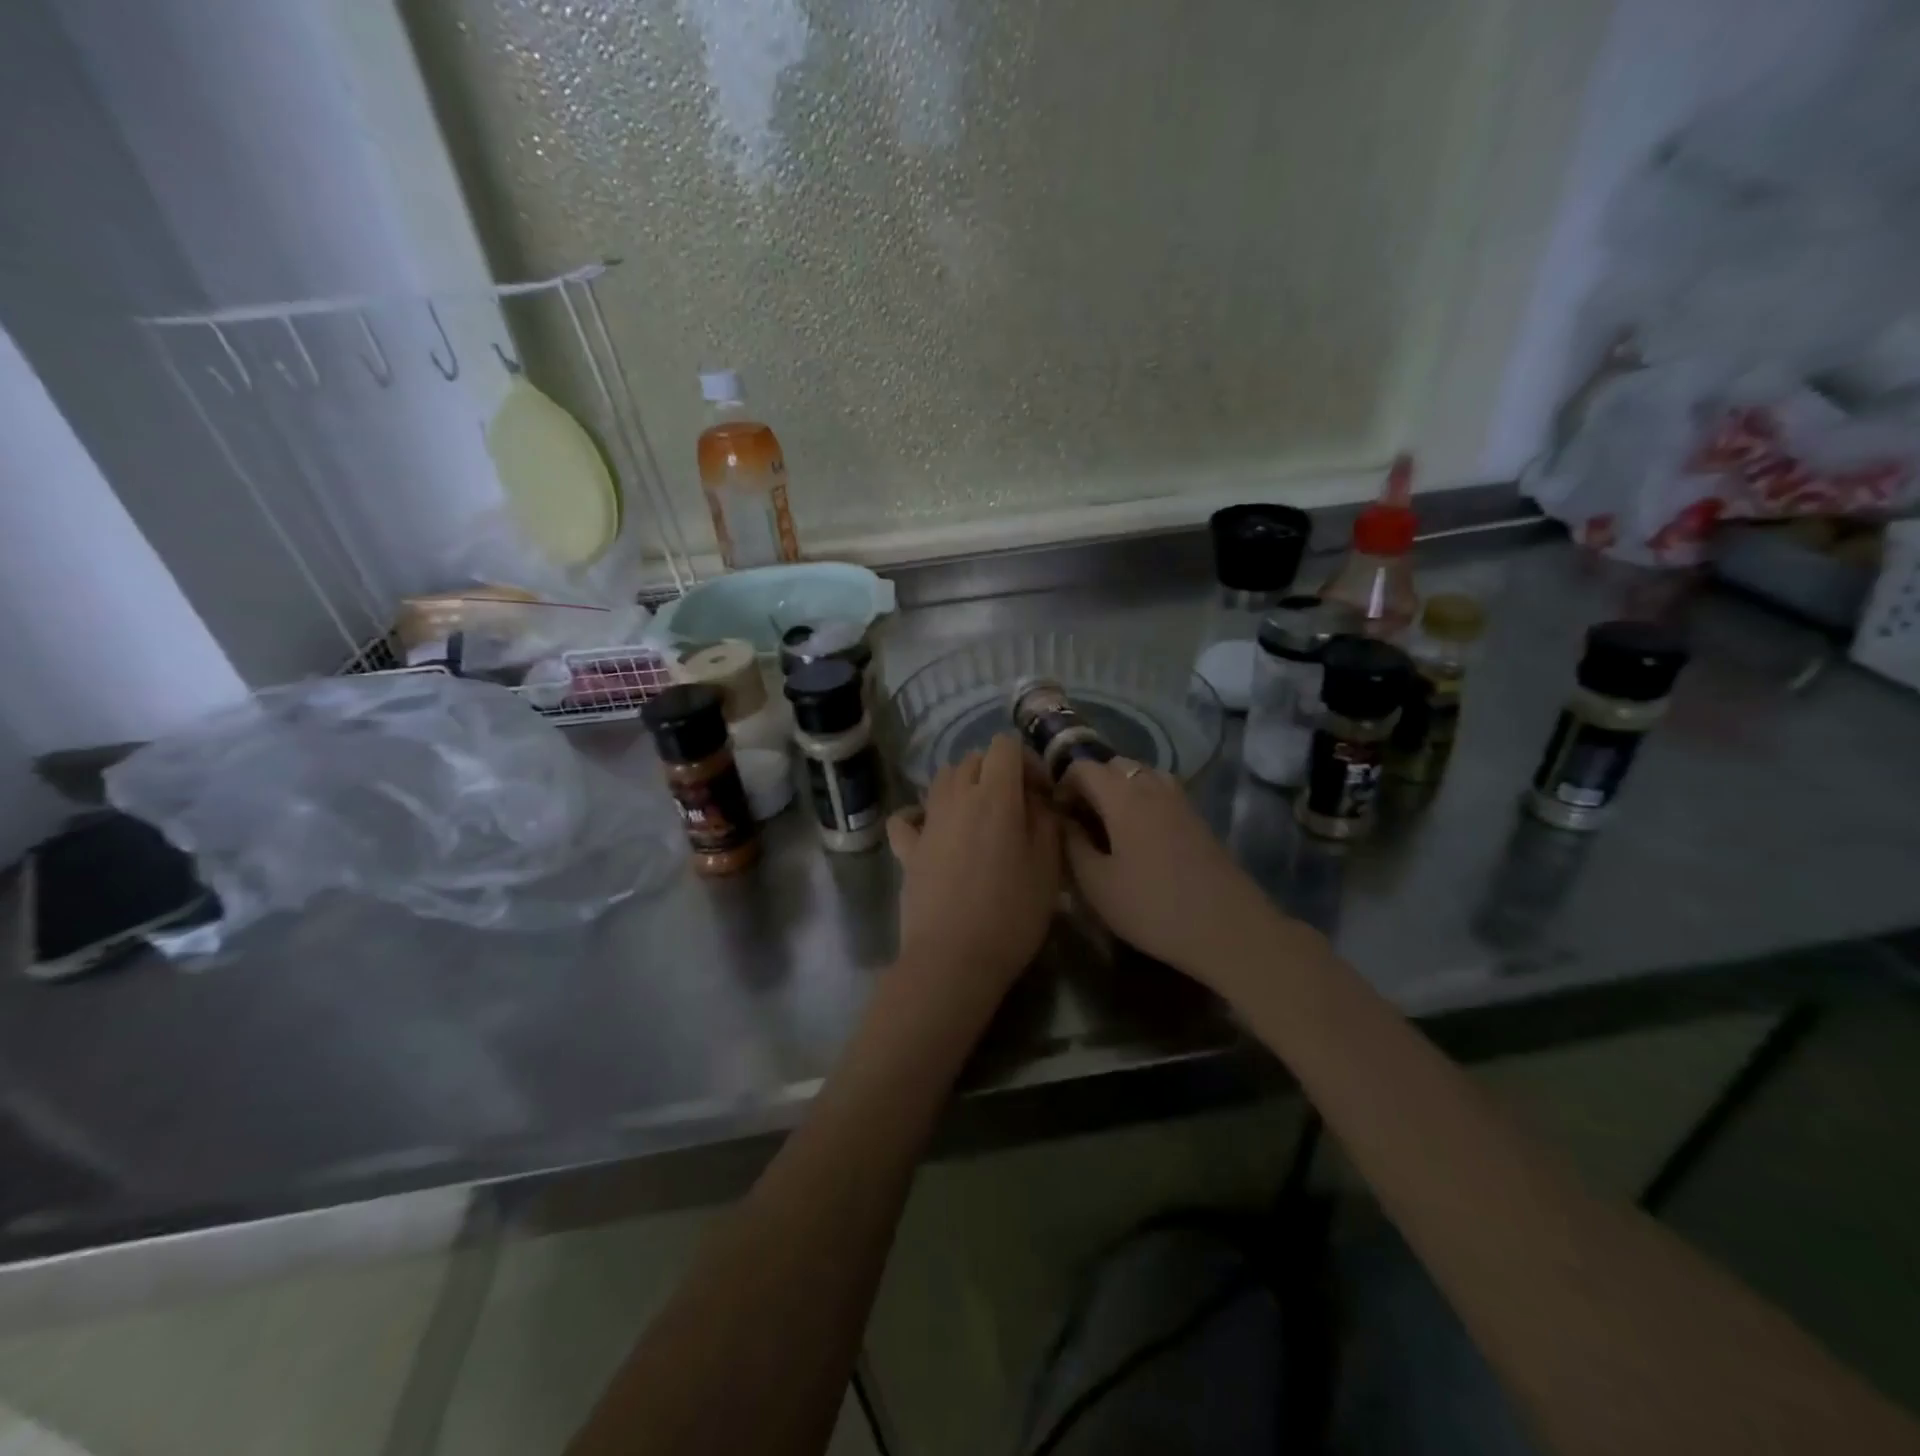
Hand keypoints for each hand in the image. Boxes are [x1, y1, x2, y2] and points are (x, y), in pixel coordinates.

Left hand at [885, 734, 1061, 1011]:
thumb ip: (1047, 821)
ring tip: (981, 818)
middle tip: (1016, 808)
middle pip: (973, 759)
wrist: (953, 959)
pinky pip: (907, 817)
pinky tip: (933, 830)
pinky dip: (919, 815)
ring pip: (942, 779)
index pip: (1005, 746)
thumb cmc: (1011, 913)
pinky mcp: (906, 849)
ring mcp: (927, 822)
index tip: (1041, 795)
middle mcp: (956, 797)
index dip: (1027, 761)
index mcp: (995, 795)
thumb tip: (1038, 800)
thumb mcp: (1049, 867)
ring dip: (963, 786)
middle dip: (997, 772)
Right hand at [1061, 758, 1300, 988]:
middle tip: (1080, 822)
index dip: (1062, 785)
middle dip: (1091, 785)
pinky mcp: (1198, 818)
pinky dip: (1142, 802)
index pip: (1083, 767)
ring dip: (1119, 791)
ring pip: (1141, 776)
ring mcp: (1181, 801)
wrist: (1229, 930)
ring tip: (1108, 828)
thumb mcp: (1096, 884)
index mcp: (1123, 796)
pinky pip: (1161, 793)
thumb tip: (1063, 820)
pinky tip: (1138, 840)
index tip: (1056, 817)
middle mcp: (1153, 786)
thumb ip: (1072, 845)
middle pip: (1114, 765)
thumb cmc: (1152, 907)